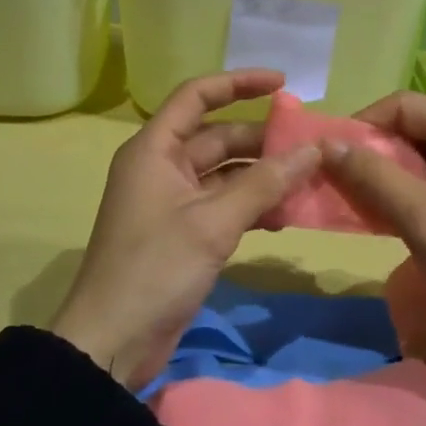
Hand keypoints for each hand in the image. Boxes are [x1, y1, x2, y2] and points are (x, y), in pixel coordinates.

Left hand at [51, 70, 319, 388]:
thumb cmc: (156, 269)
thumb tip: (312, 150)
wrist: (112, 342)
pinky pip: (224, 206)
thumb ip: (265, 183)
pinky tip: (285, 218)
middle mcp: (162, 168)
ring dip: (264, 178)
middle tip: (312, 147)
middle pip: (218, 137)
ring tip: (308, 184)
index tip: (283, 83)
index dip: (239, 83)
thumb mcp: (213, 222)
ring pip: (226, 175)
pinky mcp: (184, 234)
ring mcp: (173, 203)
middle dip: (263, 141)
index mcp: (154, 150)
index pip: (197, 96)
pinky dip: (252, 207)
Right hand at [321, 92, 425, 367]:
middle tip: (335, 184)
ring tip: (351, 204)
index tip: (330, 158)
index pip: (403, 106)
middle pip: (408, 129)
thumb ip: (373, 176)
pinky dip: (398, 195)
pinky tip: (379, 218)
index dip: (362, 125)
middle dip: (369, 154)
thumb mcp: (423, 217)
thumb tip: (326, 143)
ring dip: (380, 177)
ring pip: (414, 159)